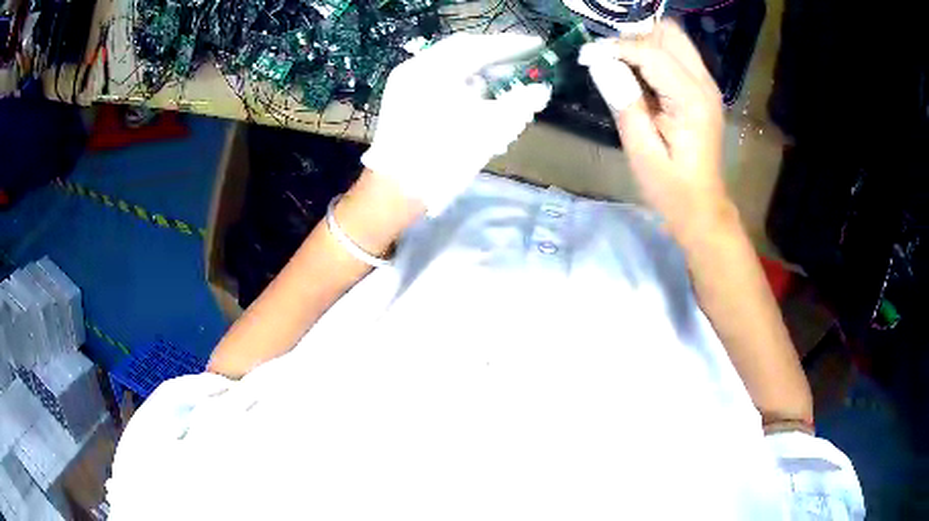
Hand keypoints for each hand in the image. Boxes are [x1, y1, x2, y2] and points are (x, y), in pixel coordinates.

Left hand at [363, 34, 551, 215]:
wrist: (397, 190)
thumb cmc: (443, 158)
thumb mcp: (489, 129)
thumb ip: (520, 104)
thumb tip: (540, 89)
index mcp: (433, 69)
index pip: (478, 46)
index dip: (511, 45)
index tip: (537, 44)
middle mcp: (415, 68)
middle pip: (462, 51)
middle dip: (494, 55)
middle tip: (522, 58)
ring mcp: (405, 83)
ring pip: (449, 65)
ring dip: (479, 69)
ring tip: (505, 79)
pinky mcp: (402, 98)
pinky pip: (437, 79)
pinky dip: (462, 82)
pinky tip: (478, 95)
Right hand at [580, 22, 730, 238]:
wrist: (702, 207)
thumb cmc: (670, 188)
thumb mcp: (641, 150)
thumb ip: (624, 102)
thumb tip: (601, 64)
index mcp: (691, 100)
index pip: (651, 52)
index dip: (616, 48)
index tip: (587, 57)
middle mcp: (704, 84)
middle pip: (669, 33)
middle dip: (636, 38)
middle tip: (612, 60)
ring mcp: (707, 86)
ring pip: (674, 39)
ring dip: (645, 44)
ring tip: (623, 67)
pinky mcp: (704, 91)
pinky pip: (678, 55)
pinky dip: (655, 55)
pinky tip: (641, 77)